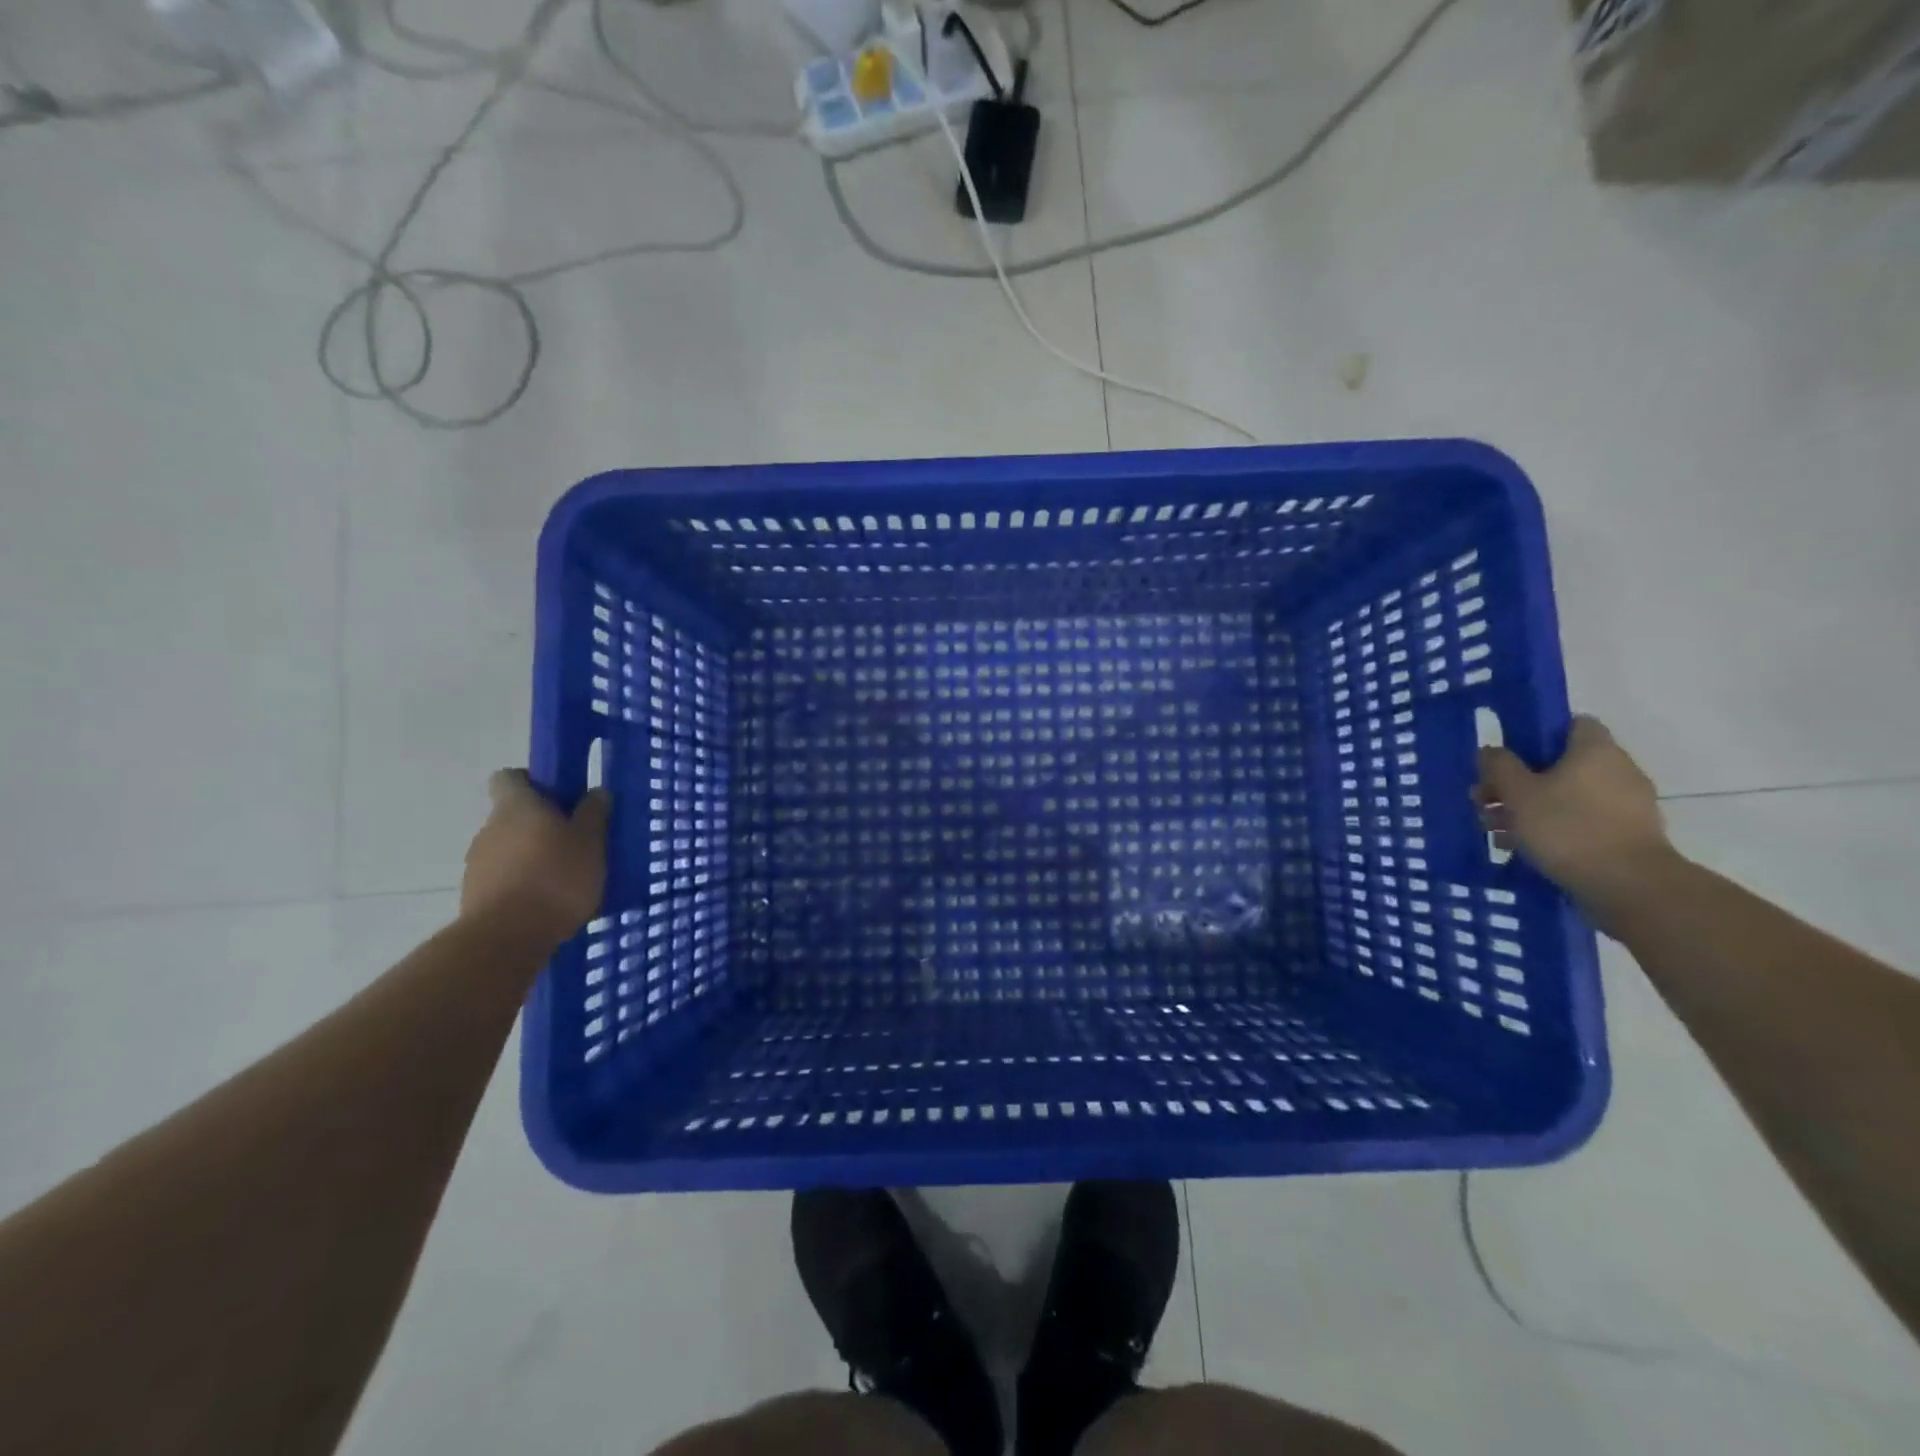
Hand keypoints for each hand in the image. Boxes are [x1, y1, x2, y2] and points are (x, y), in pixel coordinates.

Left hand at [460, 770, 611, 944]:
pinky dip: (524, 884)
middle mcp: (490, 828)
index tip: (560, 798)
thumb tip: (596, 791)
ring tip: (566, 879)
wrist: (507, 938)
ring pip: (510, 848)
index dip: (533, 782)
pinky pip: (505, 878)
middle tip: (576, 842)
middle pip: (514, 815)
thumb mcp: (590, 842)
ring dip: (533, 857)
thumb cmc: (555, 877)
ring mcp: (478, 863)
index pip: (510, 777)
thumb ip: (594, 814)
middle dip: (542, 825)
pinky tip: (548, 902)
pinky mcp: (475, 895)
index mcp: (516, 806)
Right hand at [1474, 716, 1678, 918]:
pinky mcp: (1626, 835)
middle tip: (1485, 800)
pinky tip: (1521, 848)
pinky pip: (1580, 821)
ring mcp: (1627, 805)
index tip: (1506, 756)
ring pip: (1566, 796)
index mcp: (1595, 750)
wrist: (1629, 886)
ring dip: (1529, 808)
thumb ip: (1499, 766)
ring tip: (1494, 830)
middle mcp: (1617, 770)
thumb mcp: (1518, 793)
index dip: (1535, 735)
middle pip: (1560, 764)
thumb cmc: (1568, 827)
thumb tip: (1491, 751)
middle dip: (1518, 782)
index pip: (1569, 723)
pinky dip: (1552, 829)